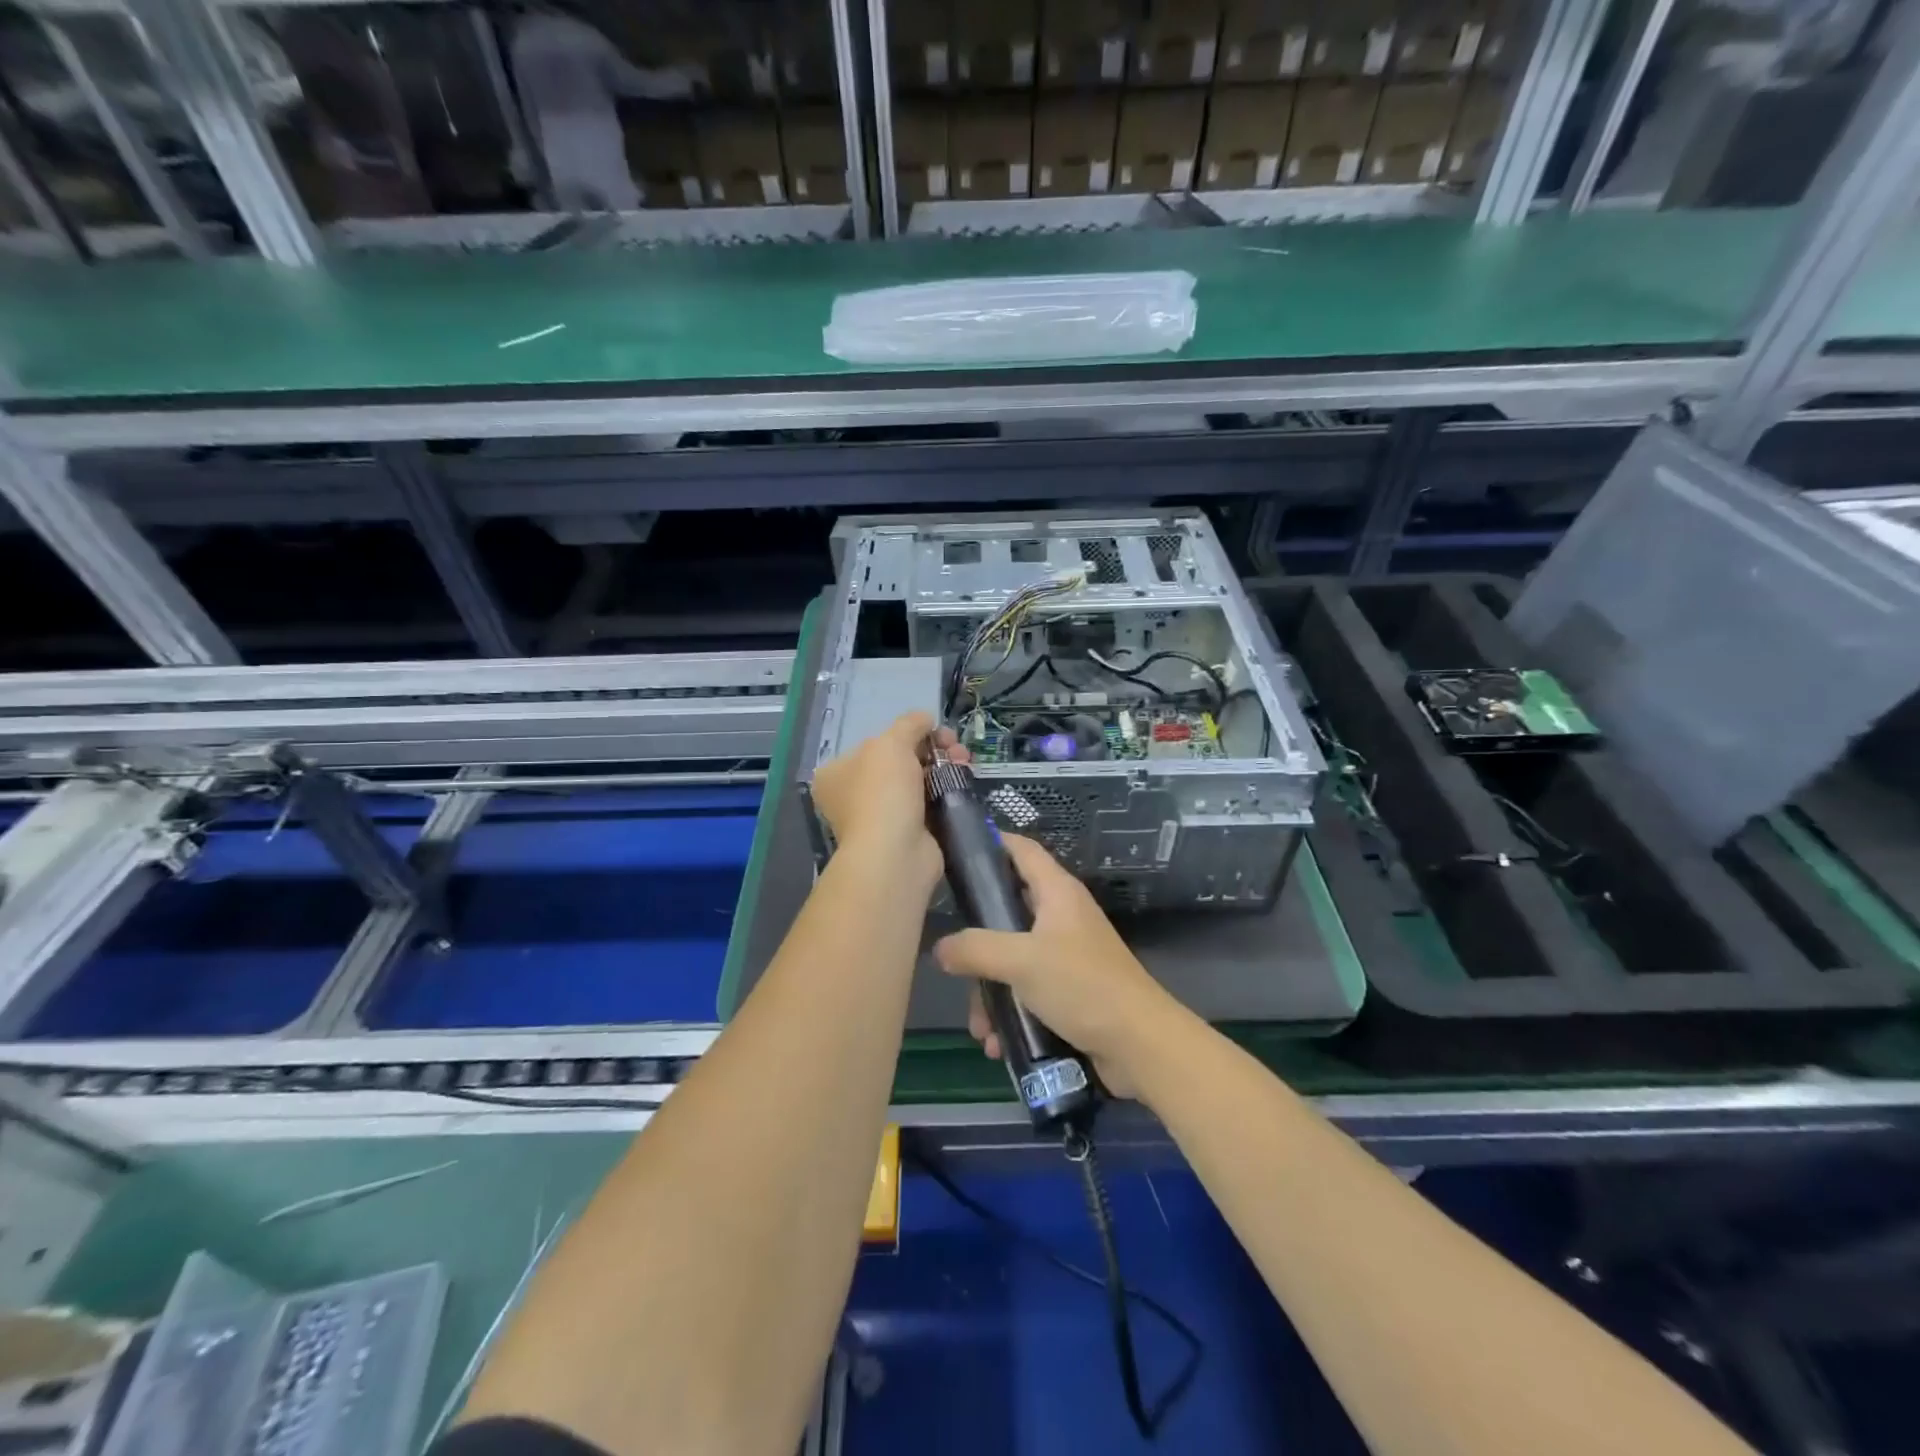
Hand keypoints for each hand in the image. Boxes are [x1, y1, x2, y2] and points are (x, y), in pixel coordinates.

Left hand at [810, 712, 966, 892]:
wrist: (895, 853)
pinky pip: (929, 804)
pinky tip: (963, 780)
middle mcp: (853, 795)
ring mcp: (880, 817)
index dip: (906, 733)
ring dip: (943, 767)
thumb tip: (925, 718)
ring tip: (964, 760)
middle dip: (931, 748)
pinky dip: (946, 792)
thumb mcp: (892, 743)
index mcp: (837, 773)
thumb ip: (909, 724)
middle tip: (954, 745)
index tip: (932, 729)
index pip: (874, 743)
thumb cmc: (883, 791)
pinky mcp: (907, 834)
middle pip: (899, 761)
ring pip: (918, 782)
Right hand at [933, 835, 1180, 1098]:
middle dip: (978, 944)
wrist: (1140, 1044)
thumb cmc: (1082, 986)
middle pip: (1007, 912)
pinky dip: (1010, 1013)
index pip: (1021, 849)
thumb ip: (975, 949)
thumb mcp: (1021, 961)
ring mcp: (1067, 954)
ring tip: (982, 1029)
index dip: (990, 843)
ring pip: (1013, 960)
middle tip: (955, 963)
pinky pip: (1027, 992)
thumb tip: (940, 948)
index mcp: (1057, 893)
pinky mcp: (1070, 990)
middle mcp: (1062, 917)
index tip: (954, 852)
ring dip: (991, 992)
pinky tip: (998, 1042)